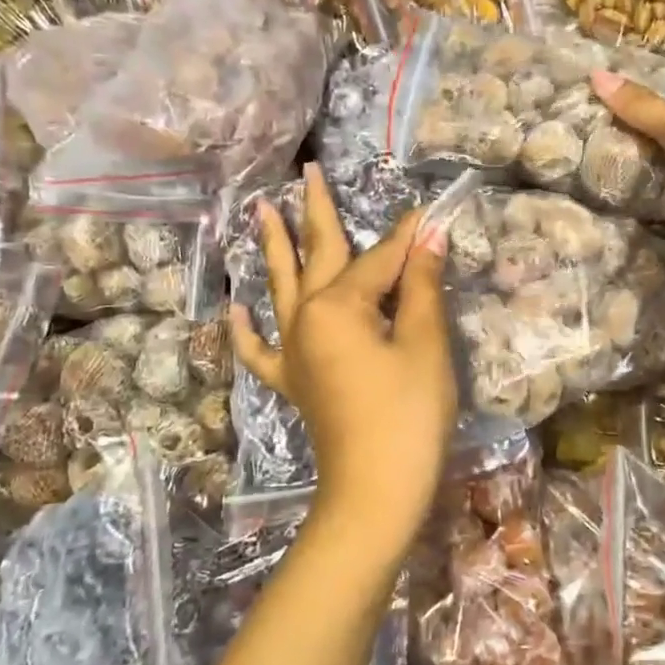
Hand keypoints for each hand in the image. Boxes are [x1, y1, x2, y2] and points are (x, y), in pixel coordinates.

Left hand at [230, 164, 456, 554]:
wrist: (375, 492)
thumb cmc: (407, 415)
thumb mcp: (424, 345)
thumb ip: (420, 287)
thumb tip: (428, 234)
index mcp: (337, 306)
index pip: (379, 259)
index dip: (408, 238)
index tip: (427, 212)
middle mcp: (305, 319)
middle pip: (316, 256)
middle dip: (316, 212)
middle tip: (307, 171)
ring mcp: (293, 352)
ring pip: (282, 288)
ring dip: (275, 249)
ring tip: (261, 211)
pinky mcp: (292, 382)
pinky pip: (261, 350)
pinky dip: (247, 330)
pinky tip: (236, 309)